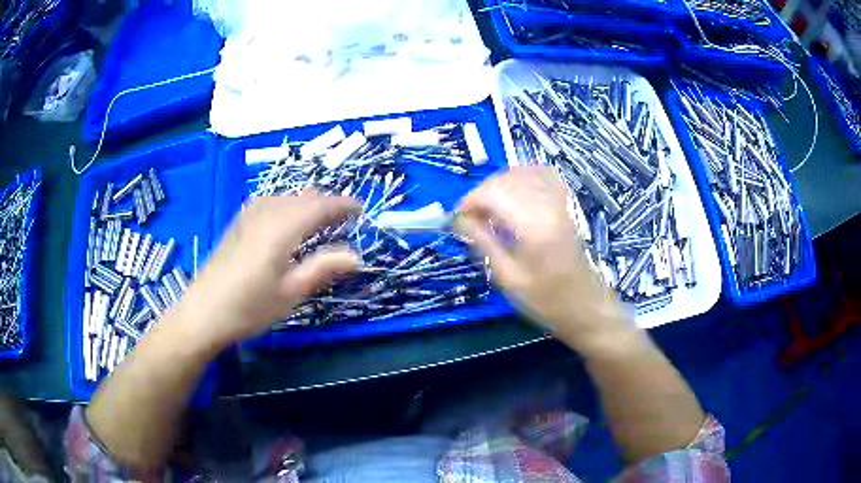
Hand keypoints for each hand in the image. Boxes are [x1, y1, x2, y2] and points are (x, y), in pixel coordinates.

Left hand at [177, 192, 360, 347]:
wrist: (203, 313)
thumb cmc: (249, 307)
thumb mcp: (290, 292)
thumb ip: (322, 268)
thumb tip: (356, 256)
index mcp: (281, 228)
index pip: (319, 206)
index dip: (342, 205)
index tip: (361, 209)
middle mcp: (265, 213)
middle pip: (302, 198)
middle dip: (326, 203)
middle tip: (344, 219)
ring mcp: (248, 216)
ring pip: (285, 197)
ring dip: (306, 203)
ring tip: (320, 219)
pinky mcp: (237, 223)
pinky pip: (270, 202)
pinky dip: (287, 206)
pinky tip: (286, 220)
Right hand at [455, 167, 629, 353]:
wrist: (586, 306)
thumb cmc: (546, 301)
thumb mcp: (508, 279)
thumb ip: (483, 243)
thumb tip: (458, 221)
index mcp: (534, 226)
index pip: (494, 193)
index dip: (469, 201)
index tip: (456, 219)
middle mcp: (549, 206)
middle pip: (506, 179)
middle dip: (481, 193)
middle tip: (470, 217)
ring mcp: (560, 202)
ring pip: (523, 173)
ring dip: (499, 185)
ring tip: (488, 209)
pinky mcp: (566, 204)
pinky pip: (542, 175)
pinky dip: (521, 178)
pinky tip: (513, 195)